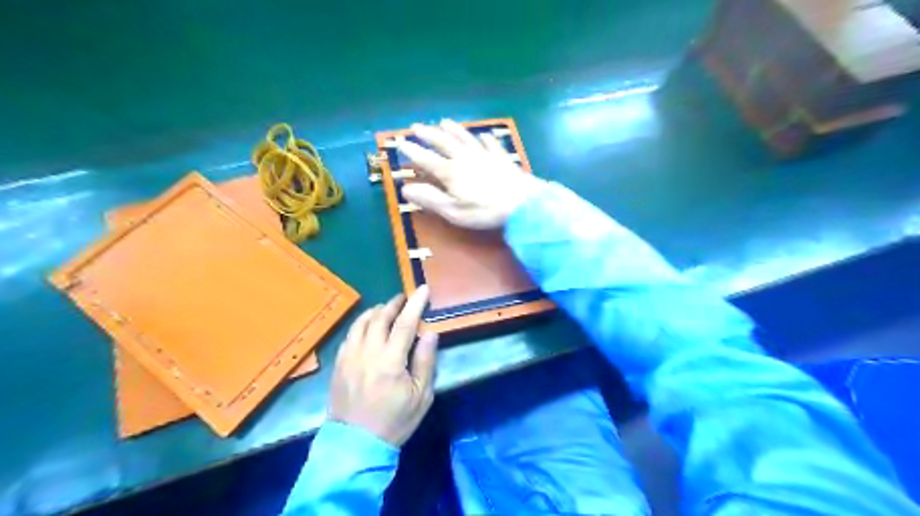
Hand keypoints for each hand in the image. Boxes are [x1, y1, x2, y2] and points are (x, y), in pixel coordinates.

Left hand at [326, 286, 436, 446]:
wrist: (355, 444)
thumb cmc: (394, 421)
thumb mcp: (421, 396)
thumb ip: (425, 361)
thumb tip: (430, 333)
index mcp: (391, 361)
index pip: (405, 323)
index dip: (415, 303)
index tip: (422, 289)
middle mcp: (368, 352)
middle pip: (381, 317)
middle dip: (395, 303)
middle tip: (405, 297)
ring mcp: (350, 356)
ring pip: (362, 322)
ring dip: (376, 310)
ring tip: (387, 307)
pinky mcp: (339, 363)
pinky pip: (350, 334)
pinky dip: (361, 323)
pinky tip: (367, 325)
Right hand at [397, 119, 539, 228]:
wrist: (522, 203)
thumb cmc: (485, 211)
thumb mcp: (453, 211)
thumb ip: (430, 199)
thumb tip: (405, 189)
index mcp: (451, 172)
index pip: (426, 159)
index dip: (412, 151)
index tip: (399, 141)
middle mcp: (465, 158)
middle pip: (443, 143)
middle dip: (428, 134)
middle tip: (416, 126)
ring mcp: (485, 156)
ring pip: (465, 138)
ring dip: (453, 130)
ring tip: (443, 121)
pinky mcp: (501, 158)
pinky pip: (491, 144)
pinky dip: (485, 139)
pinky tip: (484, 135)